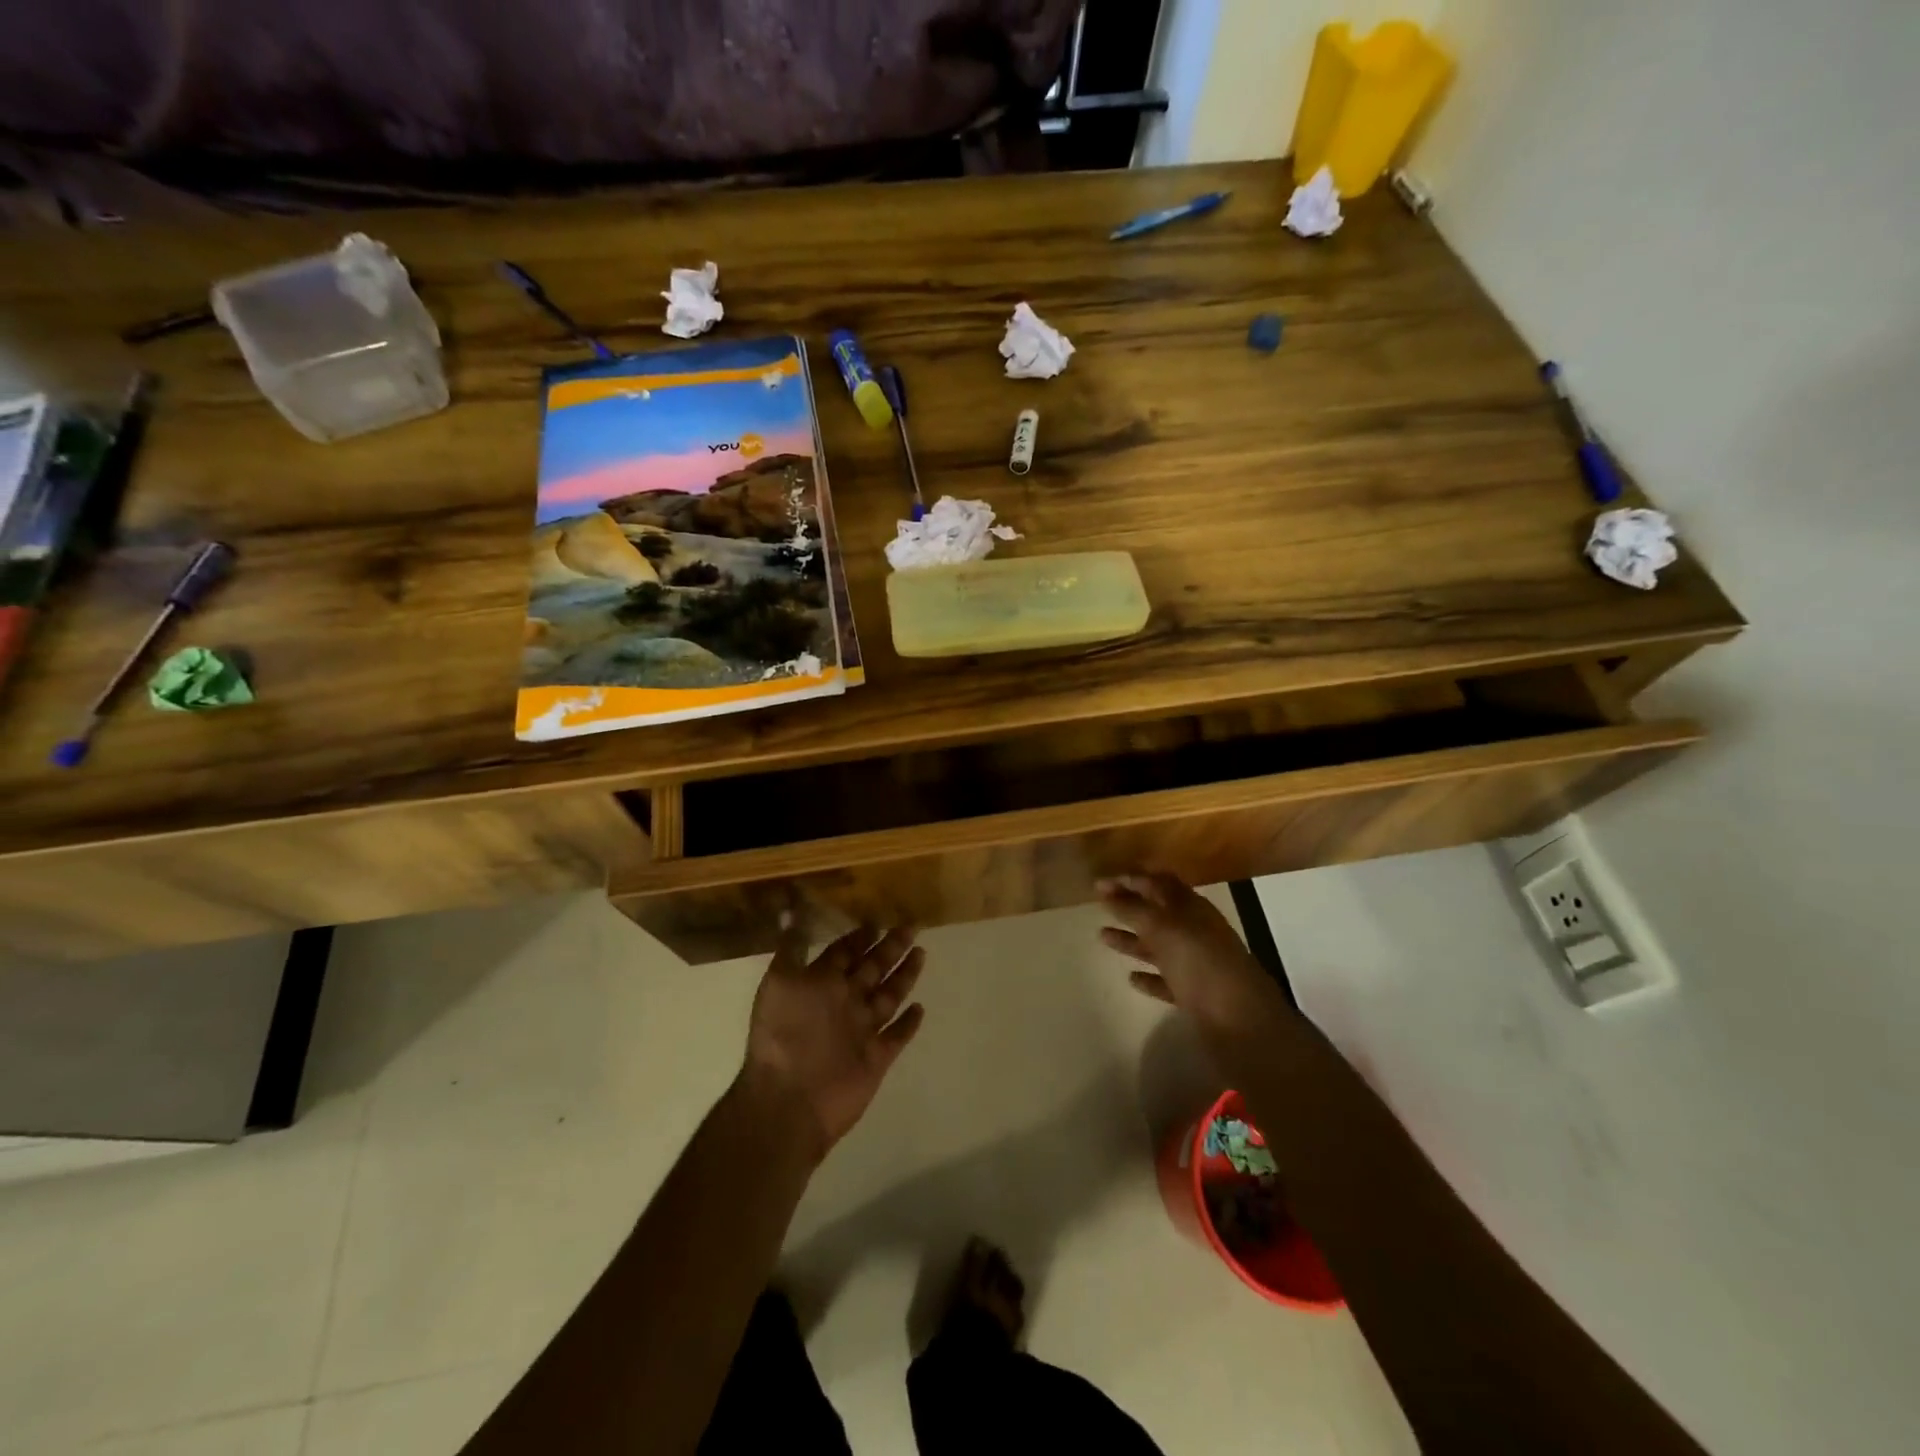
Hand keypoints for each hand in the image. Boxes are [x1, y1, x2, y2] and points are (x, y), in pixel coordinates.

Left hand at [740, 924, 926, 1162]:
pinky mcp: (876, 1058)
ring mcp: (861, 1031)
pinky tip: (921, 1008)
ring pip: (888, 997)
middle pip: (872, 969)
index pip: (844, 954)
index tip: (875, 921)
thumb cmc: (783, 1035)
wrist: (789, 1099)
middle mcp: (843, 1003)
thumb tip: (790, 908)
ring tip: (921, 953)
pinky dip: (908, 1023)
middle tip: (911, 926)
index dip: (858, 938)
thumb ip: (792, 946)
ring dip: (904, 976)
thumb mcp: (780, 980)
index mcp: (821, 984)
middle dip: (890, 948)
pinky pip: (897, 1036)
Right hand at [1098, 873, 1290, 1035]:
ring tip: (1102, 936)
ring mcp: (1197, 964)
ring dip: (1132, 939)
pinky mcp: (1195, 995)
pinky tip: (1131, 978)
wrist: (1241, 1022)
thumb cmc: (1201, 964)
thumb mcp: (1164, 929)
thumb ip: (1134, 909)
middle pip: (1158, 913)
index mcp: (1192, 909)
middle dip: (1129, 906)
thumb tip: (1107, 889)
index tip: (1100, 883)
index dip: (1130, 879)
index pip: (1158, 883)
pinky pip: (1166, 980)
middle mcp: (1195, 932)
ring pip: (1159, 946)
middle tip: (1099, 904)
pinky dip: (1149, 976)